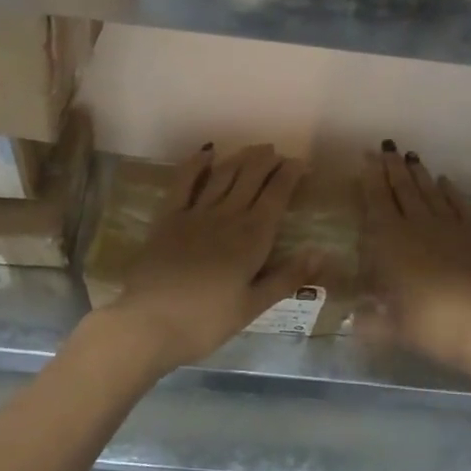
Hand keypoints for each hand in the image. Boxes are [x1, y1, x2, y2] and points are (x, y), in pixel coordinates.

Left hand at [94, 143, 314, 373]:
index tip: (301, 163)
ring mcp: (196, 213)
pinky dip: (196, 164)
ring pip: (224, 175)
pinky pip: (184, 182)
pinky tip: (206, 152)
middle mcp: (228, 216)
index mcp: (252, 238)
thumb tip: (322, 252)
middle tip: (277, 152)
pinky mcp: (169, 217)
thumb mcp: (252, 307)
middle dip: (267, 162)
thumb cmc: (205, 322)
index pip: (276, 196)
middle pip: (251, 179)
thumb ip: (287, 277)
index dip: (290, 176)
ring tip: (254, 149)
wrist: (148, 322)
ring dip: (241, 158)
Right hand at [357, 146, 470, 375]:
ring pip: (429, 191)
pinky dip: (451, 191)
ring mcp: (449, 226)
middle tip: (388, 146)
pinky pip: (459, 204)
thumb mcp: (388, 327)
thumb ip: (368, 320)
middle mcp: (417, 224)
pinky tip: (445, 181)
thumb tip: (352, 320)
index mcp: (389, 240)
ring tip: (411, 156)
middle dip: (393, 166)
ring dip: (419, 173)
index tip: (368, 155)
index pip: (376, 199)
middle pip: (402, 188)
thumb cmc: (428, 324)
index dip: (371, 176)